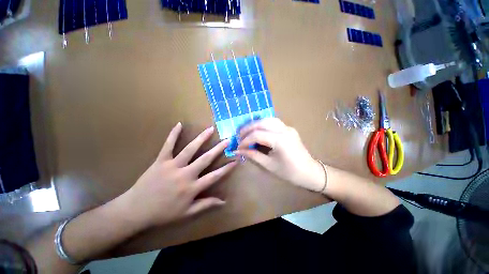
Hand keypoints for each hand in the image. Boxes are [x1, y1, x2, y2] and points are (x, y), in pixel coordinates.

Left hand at [122, 122, 235, 227]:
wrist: (135, 210)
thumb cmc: (163, 213)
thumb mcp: (187, 213)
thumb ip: (206, 205)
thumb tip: (224, 202)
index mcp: (192, 188)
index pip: (215, 176)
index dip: (227, 168)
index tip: (235, 160)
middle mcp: (185, 175)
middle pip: (205, 159)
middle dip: (218, 149)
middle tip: (227, 140)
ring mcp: (172, 166)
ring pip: (190, 149)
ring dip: (201, 139)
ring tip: (210, 129)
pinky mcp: (160, 161)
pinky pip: (168, 145)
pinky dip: (173, 135)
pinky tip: (179, 124)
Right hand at [236, 118, 324, 191]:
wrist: (310, 172)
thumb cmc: (290, 172)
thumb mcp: (269, 165)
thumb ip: (252, 155)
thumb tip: (238, 151)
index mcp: (280, 140)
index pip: (257, 135)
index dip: (245, 140)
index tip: (238, 147)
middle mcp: (284, 130)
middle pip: (261, 123)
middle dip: (248, 129)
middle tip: (239, 136)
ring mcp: (288, 128)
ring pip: (267, 119)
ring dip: (255, 124)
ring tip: (247, 132)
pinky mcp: (289, 129)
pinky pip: (273, 122)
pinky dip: (263, 125)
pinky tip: (258, 131)